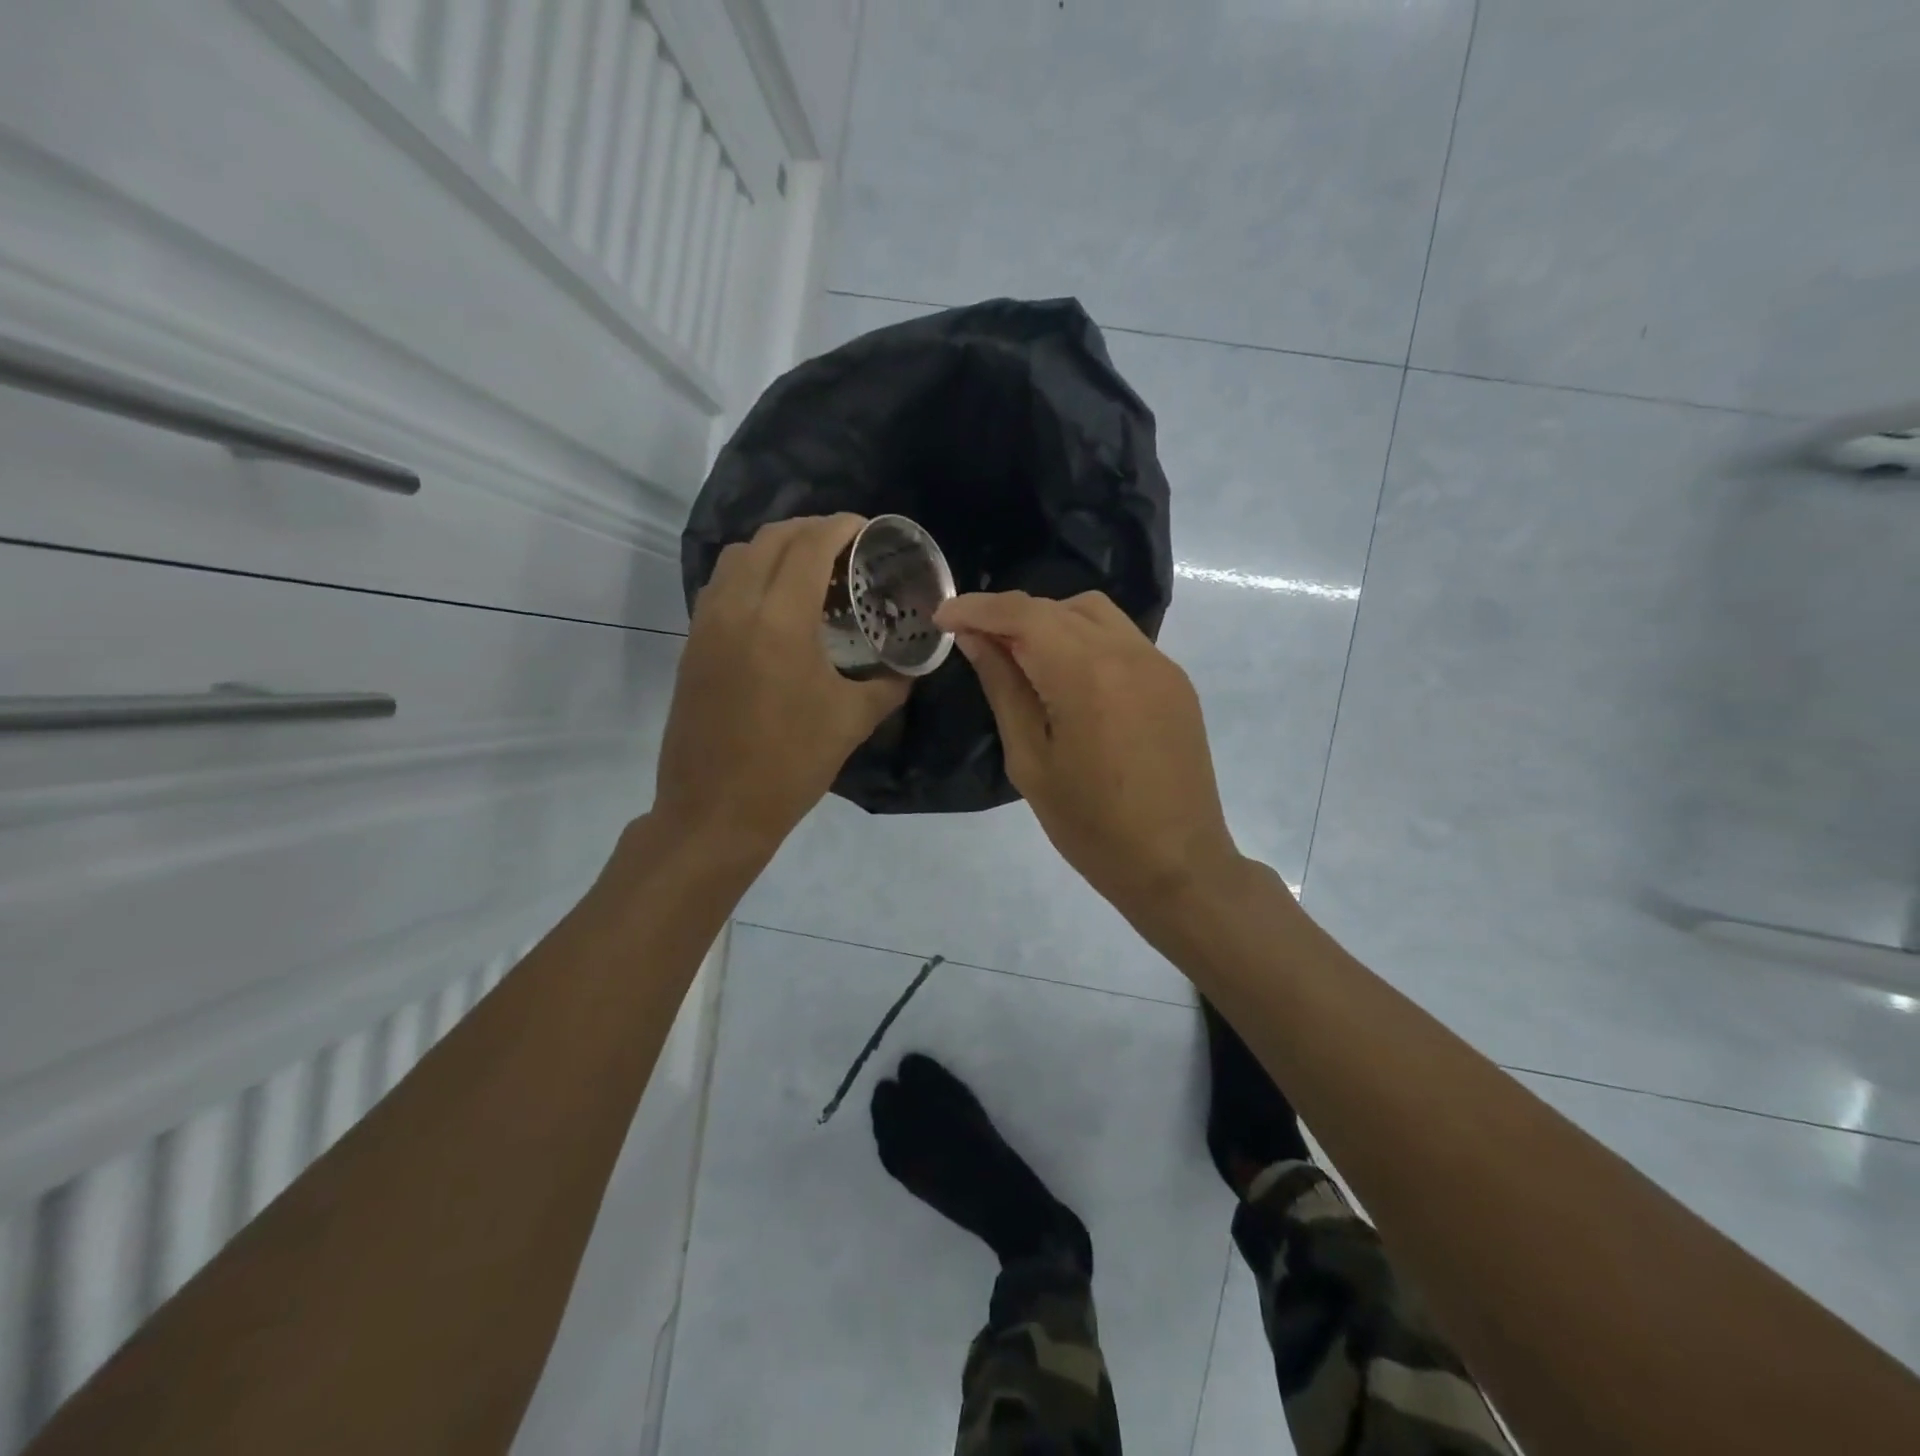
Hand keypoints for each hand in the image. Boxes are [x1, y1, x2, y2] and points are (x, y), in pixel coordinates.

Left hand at [654, 516, 908, 856]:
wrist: (716, 809)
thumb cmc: (790, 765)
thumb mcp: (852, 722)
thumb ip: (888, 685)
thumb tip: (909, 669)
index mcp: (779, 621)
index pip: (809, 545)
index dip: (841, 527)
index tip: (867, 529)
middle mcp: (736, 608)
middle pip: (770, 539)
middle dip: (810, 530)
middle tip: (844, 547)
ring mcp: (706, 625)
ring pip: (737, 557)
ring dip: (775, 548)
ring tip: (809, 569)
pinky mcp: (692, 645)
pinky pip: (721, 586)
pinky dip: (750, 574)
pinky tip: (776, 604)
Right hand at [935, 590, 1241, 918]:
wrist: (1176, 863)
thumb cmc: (1090, 825)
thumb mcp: (1030, 761)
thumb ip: (1004, 689)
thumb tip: (976, 640)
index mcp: (1086, 674)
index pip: (1023, 614)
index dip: (978, 608)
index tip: (943, 616)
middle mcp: (1128, 652)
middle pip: (1058, 607)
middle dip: (1011, 616)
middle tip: (976, 643)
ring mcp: (1159, 664)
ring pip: (1094, 615)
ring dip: (1050, 622)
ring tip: (1022, 658)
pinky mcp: (1175, 681)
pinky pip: (1122, 640)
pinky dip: (1084, 642)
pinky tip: (1068, 679)